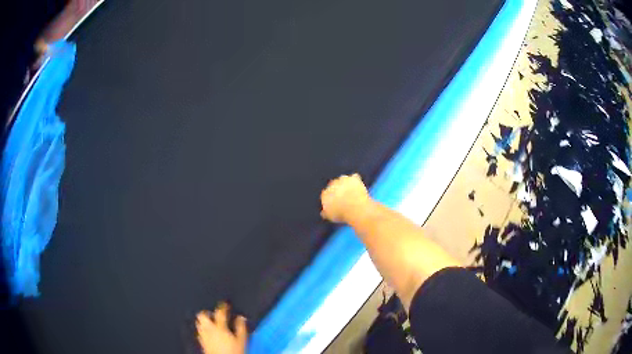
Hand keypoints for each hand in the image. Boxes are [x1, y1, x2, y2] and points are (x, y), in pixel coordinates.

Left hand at [196, 303, 246, 353]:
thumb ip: (240, 327)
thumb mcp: (241, 339)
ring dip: (203, 321)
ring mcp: (204, 336)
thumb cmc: (233, 351)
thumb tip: (241, 317)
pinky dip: (202, 330)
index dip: (222, 306)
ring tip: (208, 321)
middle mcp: (209, 329)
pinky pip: (199, 332)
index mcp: (219, 327)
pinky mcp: (201, 342)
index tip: (225, 304)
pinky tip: (207, 333)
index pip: (219, 312)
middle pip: (202, 315)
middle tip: (212, 313)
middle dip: (207, 312)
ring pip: (198, 323)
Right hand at [320, 173, 371, 222]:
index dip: (331, 198)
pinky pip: (354, 177)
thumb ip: (326, 212)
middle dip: (338, 189)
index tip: (336, 202)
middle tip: (345, 197)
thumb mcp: (331, 216)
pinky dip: (356, 181)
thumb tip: (323, 212)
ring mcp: (343, 180)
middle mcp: (332, 185)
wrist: (355, 208)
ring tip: (352, 192)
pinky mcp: (353, 178)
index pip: (326, 194)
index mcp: (325, 194)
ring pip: (343, 179)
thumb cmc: (342, 214)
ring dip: (346, 183)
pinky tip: (358, 186)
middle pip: (333, 185)